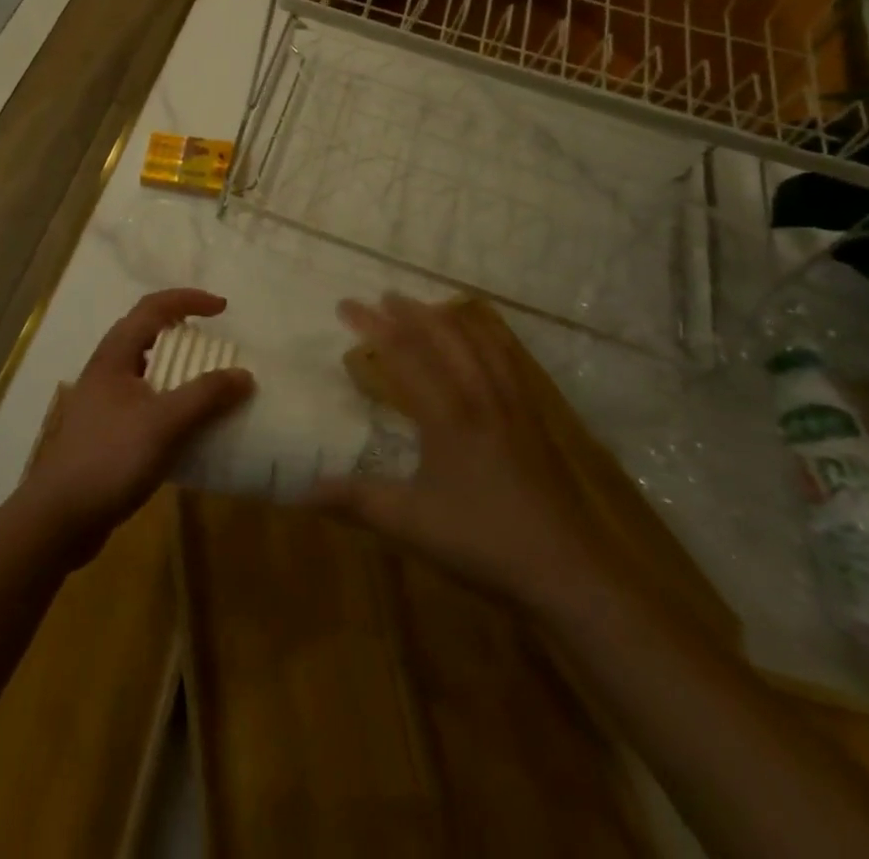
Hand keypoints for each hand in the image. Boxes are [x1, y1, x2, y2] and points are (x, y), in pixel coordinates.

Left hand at [24, 288, 253, 561]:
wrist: (59, 518)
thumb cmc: (110, 458)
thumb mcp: (165, 424)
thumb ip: (205, 396)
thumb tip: (244, 375)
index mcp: (115, 356)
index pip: (153, 308)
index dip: (188, 300)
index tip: (223, 309)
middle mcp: (106, 371)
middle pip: (146, 332)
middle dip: (183, 330)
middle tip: (216, 343)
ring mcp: (103, 402)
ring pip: (145, 368)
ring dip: (177, 367)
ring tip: (207, 381)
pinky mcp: (106, 431)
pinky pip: (145, 400)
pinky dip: (170, 399)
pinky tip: (187, 425)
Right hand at [311, 294, 611, 611]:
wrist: (568, 571)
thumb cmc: (483, 542)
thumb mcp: (409, 524)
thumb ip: (354, 501)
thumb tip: (301, 490)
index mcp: (447, 414)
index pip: (403, 353)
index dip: (372, 325)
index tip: (345, 306)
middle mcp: (480, 395)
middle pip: (442, 336)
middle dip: (409, 311)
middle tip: (382, 297)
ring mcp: (512, 404)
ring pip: (479, 341)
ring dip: (448, 318)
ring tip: (426, 308)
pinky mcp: (534, 418)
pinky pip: (509, 359)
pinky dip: (488, 336)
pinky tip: (483, 338)